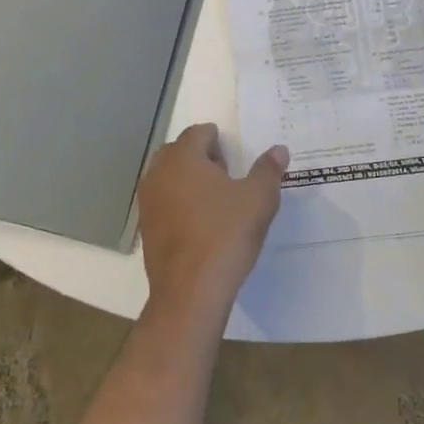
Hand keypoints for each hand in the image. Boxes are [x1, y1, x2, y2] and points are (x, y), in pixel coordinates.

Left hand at [137, 125, 287, 319]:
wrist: (190, 291)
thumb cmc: (226, 235)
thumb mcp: (258, 199)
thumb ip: (268, 170)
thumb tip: (279, 150)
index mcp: (183, 157)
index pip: (197, 133)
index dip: (216, 140)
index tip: (232, 156)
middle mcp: (159, 173)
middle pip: (177, 152)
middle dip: (198, 156)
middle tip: (224, 174)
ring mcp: (148, 202)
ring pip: (166, 177)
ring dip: (186, 180)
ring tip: (212, 200)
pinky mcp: (145, 229)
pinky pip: (162, 203)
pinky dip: (177, 203)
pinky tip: (198, 224)